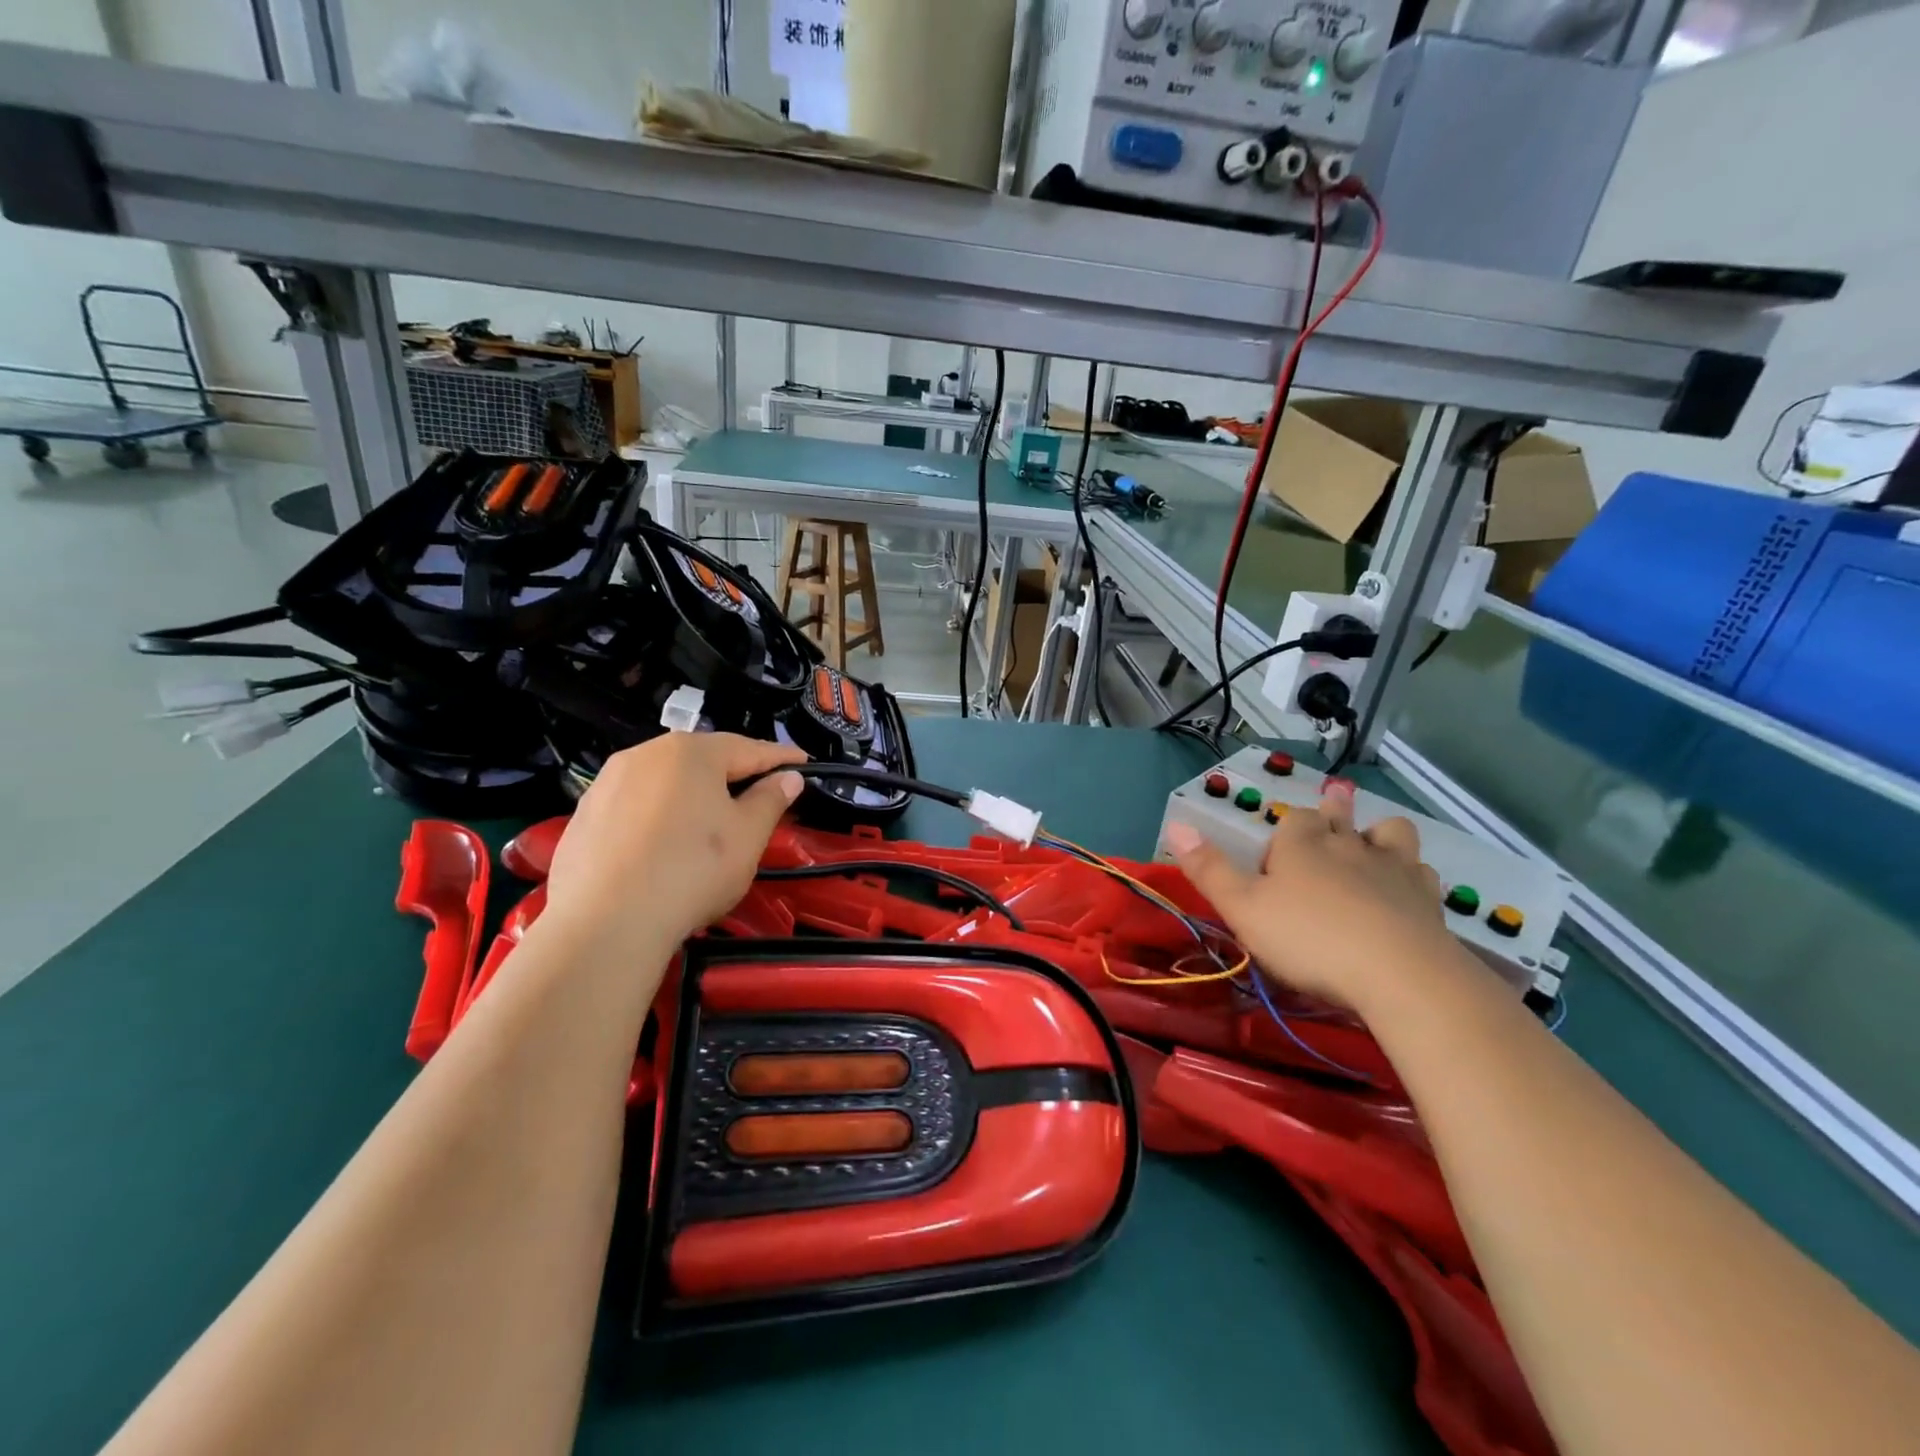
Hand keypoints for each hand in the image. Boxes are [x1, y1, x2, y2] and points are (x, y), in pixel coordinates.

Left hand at [543, 733, 805, 953]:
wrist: (605, 924)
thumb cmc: (693, 870)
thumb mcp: (748, 836)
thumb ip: (771, 800)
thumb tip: (788, 777)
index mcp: (691, 752)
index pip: (749, 749)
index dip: (780, 758)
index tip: (803, 763)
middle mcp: (645, 755)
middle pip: (702, 760)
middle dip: (733, 773)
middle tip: (760, 792)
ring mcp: (607, 784)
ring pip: (665, 782)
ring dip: (692, 794)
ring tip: (711, 819)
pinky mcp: (583, 817)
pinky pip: (635, 807)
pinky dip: (658, 817)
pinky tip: (665, 845)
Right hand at [1165, 780, 1467, 1015]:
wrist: (1399, 976)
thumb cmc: (1308, 938)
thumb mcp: (1242, 908)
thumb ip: (1208, 868)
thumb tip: (1175, 824)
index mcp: (1302, 843)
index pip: (1294, 819)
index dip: (1283, 836)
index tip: (1273, 867)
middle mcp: (1349, 844)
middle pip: (1341, 816)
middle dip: (1334, 810)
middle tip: (1334, 799)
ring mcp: (1394, 868)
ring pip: (1390, 833)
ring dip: (1380, 834)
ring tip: (1373, 844)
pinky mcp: (1428, 899)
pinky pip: (1422, 872)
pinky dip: (1412, 874)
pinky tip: (1406, 890)